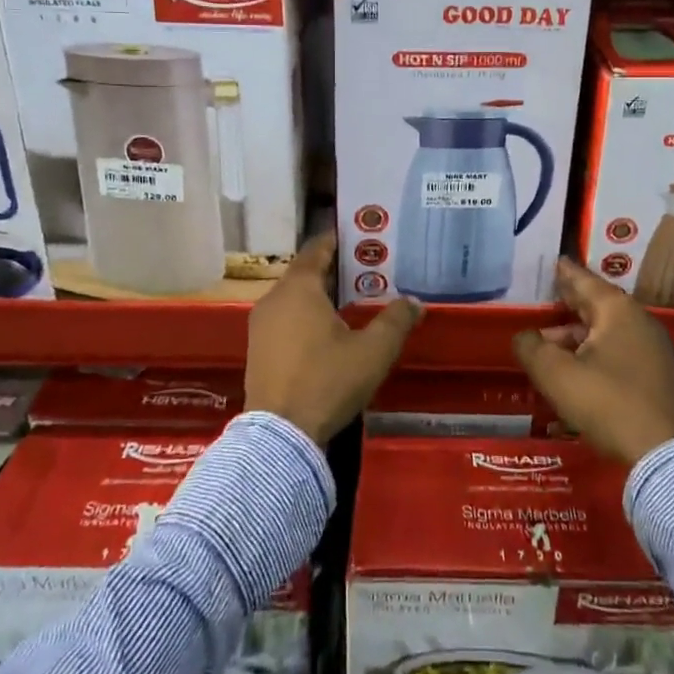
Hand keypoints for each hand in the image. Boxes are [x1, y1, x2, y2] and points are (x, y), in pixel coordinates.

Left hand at [246, 233, 420, 445]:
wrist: (280, 437)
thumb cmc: (328, 380)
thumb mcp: (373, 351)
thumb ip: (396, 320)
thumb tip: (415, 302)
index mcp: (299, 288)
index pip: (318, 248)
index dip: (340, 239)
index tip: (363, 236)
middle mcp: (274, 299)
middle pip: (307, 273)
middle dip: (337, 270)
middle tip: (369, 270)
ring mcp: (261, 326)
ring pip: (295, 298)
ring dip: (322, 296)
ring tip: (354, 301)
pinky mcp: (258, 350)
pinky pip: (286, 320)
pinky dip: (307, 317)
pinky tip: (330, 332)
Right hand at [513, 259, 673, 465]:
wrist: (663, 454)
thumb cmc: (606, 402)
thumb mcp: (556, 374)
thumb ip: (532, 348)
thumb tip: (523, 336)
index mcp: (617, 311)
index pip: (585, 281)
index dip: (565, 273)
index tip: (553, 261)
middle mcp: (639, 322)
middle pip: (597, 306)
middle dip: (568, 306)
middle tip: (545, 302)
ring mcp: (653, 350)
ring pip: (607, 332)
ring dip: (577, 337)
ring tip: (550, 347)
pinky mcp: (657, 376)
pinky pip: (619, 352)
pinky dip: (594, 353)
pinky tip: (576, 370)